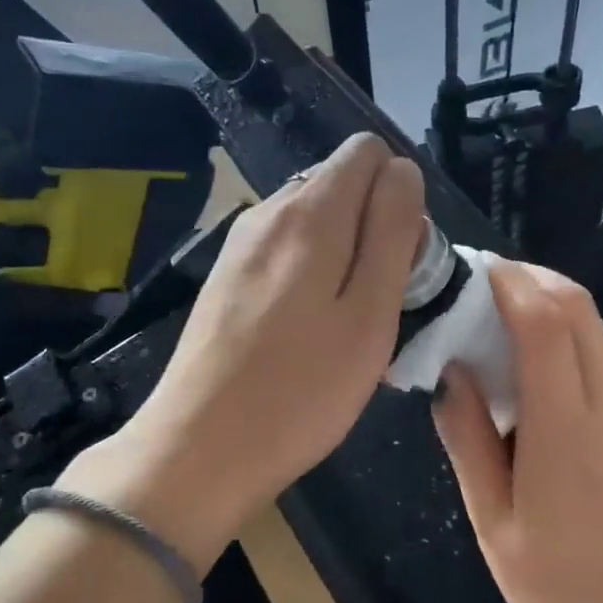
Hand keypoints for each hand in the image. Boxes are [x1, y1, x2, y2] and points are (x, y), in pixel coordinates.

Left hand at [62, 133, 423, 570]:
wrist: (200, 448)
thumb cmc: (301, 390)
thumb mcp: (370, 313)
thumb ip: (392, 231)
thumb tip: (402, 171)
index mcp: (309, 212)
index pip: (368, 153)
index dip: (399, 198)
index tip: (401, 263)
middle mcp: (267, 211)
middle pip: (340, 185)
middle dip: (374, 227)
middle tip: (376, 306)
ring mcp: (239, 246)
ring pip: (313, 223)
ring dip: (343, 258)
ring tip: (343, 328)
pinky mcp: (224, 279)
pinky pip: (285, 254)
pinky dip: (310, 278)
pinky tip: (305, 336)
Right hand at [432, 259, 602, 602]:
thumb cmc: (559, 591)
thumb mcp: (493, 524)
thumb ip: (469, 442)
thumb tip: (451, 375)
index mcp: (567, 433)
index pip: (545, 325)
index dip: (509, 285)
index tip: (471, 271)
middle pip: (580, 310)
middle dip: (532, 281)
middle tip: (480, 287)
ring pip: (597, 331)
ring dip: (551, 307)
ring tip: (497, 319)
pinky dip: (568, 339)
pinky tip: (532, 366)